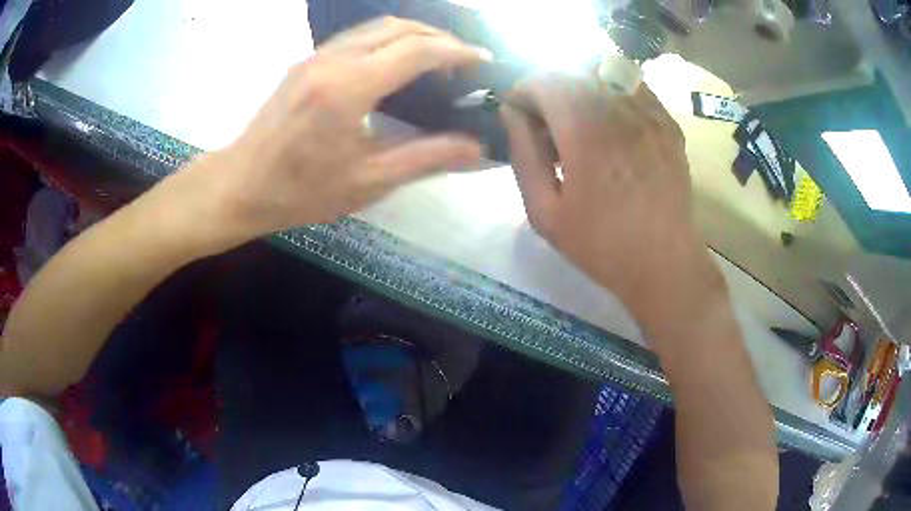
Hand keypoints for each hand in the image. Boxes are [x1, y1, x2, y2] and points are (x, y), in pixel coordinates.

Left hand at [169, 17, 487, 252]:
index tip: (484, 61)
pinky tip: (396, 64)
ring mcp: (316, 56)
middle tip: (464, 63)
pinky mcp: (306, 62)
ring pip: (377, 26)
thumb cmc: (299, 191)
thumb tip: (477, 150)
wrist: (238, 185)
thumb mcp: (367, 181)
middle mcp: (333, 59)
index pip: (417, 50)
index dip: (457, 52)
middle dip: (440, 38)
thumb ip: (427, 158)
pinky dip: (388, 40)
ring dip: (414, 35)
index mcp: (349, 87)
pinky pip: (358, 37)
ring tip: (437, 61)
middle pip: (400, 27)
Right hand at [500, 73, 721, 315]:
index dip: (523, 91)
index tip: (518, 115)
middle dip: (548, 86)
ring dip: (579, 82)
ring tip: (575, 115)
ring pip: (605, 68)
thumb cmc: (601, 245)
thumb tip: (511, 113)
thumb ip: (523, 155)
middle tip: (544, 119)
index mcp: (586, 133)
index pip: (545, 80)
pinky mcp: (667, 122)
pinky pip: (632, 84)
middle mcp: (620, 111)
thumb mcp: (545, 213)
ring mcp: (650, 113)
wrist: (664, 264)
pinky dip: (610, 89)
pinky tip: (607, 119)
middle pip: (573, 68)